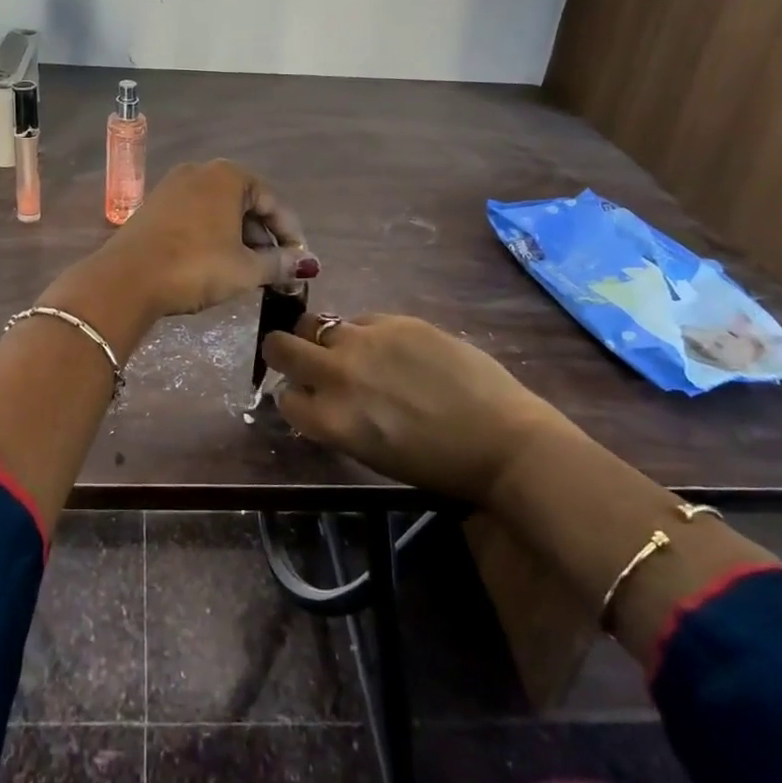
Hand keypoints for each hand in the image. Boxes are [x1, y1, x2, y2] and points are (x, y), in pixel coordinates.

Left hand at [96, 160, 316, 320]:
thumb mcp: (245, 269)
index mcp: (228, 176)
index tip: (300, 262)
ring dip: (238, 238)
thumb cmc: (195, 267)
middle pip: (245, 203)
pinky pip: (195, 217)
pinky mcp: (153, 207)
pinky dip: (212, 236)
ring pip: (219, 211)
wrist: (126, 279)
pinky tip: (215, 263)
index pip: (273, 202)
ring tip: (248, 270)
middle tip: (275, 269)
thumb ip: (280, 263)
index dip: (291, 234)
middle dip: (263, 237)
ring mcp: (172, 187)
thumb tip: (307, 264)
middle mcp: (200, 171)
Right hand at [260, 313, 565, 504]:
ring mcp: (366, 340)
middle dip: (283, 352)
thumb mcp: (369, 452)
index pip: (283, 396)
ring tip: (352, 351)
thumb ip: (334, 419)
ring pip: (317, 323)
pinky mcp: (396, 320)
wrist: (502, 439)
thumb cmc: (436, 463)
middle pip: (279, 345)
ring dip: (324, 338)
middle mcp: (337, 373)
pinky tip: (394, 350)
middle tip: (302, 358)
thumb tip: (317, 395)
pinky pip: (361, 319)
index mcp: (330, 418)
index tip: (308, 398)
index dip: (294, 396)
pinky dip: (365, 333)